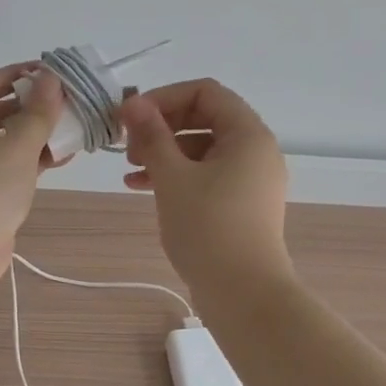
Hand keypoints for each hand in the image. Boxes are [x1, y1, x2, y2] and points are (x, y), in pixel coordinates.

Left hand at [0, 64, 65, 273]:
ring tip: (67, 130)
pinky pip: (7, 170)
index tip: (42, 73)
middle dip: (26, 107)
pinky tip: (59, 160)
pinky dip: (30, 162)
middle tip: (59, 102)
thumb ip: (38, 112)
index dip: (10, 75)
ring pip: (2, 145)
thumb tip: (51, 79)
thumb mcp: (18, 145)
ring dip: (32, 136)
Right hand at [118, 79, 291, 296]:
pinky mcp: (242, 204)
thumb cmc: (208, 228)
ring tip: (131, 169)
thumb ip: (152, 135)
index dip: (165, 97)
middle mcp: (256, 150)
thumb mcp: (173, 177)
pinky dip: (178, 176)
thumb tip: (132, 103)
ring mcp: (251, 179)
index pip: (205, 92)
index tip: (132, 117)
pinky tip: (142, 188)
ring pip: (203, 149)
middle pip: (204, 118)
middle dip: (162, 126)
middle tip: (129, 146)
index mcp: (248, 134)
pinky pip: (208, 175)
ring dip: (165, 152)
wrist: (243, 294)